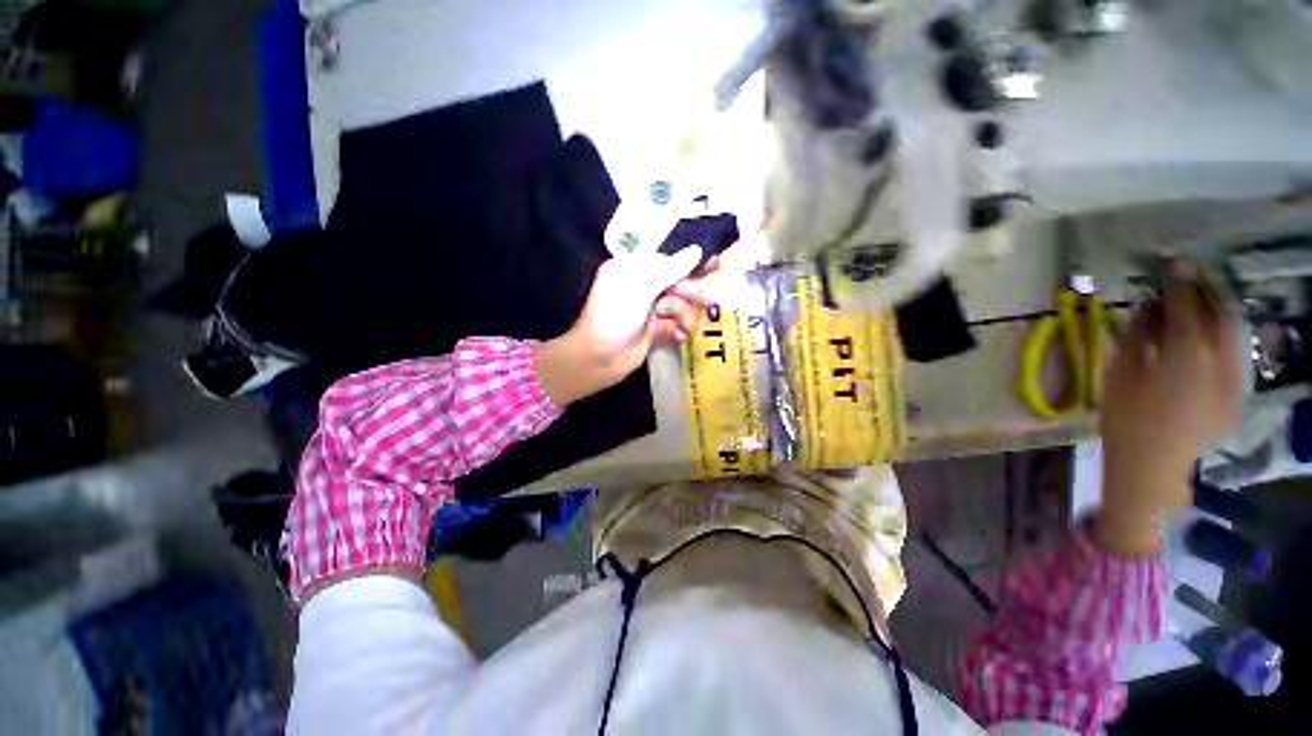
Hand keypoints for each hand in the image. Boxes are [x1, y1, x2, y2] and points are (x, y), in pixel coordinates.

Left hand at [534, 248, 706, 405]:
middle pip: (675, 284)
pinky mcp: (652, 331)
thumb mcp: (641, 287)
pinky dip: (678, 330)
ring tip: (685, 328)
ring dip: (684, 315)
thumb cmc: (615, 317)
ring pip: (677, 306)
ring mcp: (646, 310)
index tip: (714, 264)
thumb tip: (696, 250)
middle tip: (706, 303)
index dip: (689, 265)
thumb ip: (670, 269)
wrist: (598, 358)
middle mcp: (640, 287)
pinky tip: (680, 337)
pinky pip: (673, 325)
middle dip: (689, 294)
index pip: (667, 262)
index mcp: (631, 270)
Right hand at [1097, 273, 1240, 553]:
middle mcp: (1219, 362)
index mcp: (1186, 355)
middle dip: (1205, 292)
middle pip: (1219, 315)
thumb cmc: (1126, 419)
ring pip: (1231, 333)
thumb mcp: (1120, 374)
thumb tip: (1146, 308)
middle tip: (1189, 276)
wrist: (1152, 464)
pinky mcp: (1236, 392)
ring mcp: (1233, 378)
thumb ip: (1137, 337)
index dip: (1179, 282)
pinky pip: (1233, 353)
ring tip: (1199, 300)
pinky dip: (1221, 337)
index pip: (1187, 307)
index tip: (1171, 262)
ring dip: (1216, 312)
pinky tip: (1207, 336)